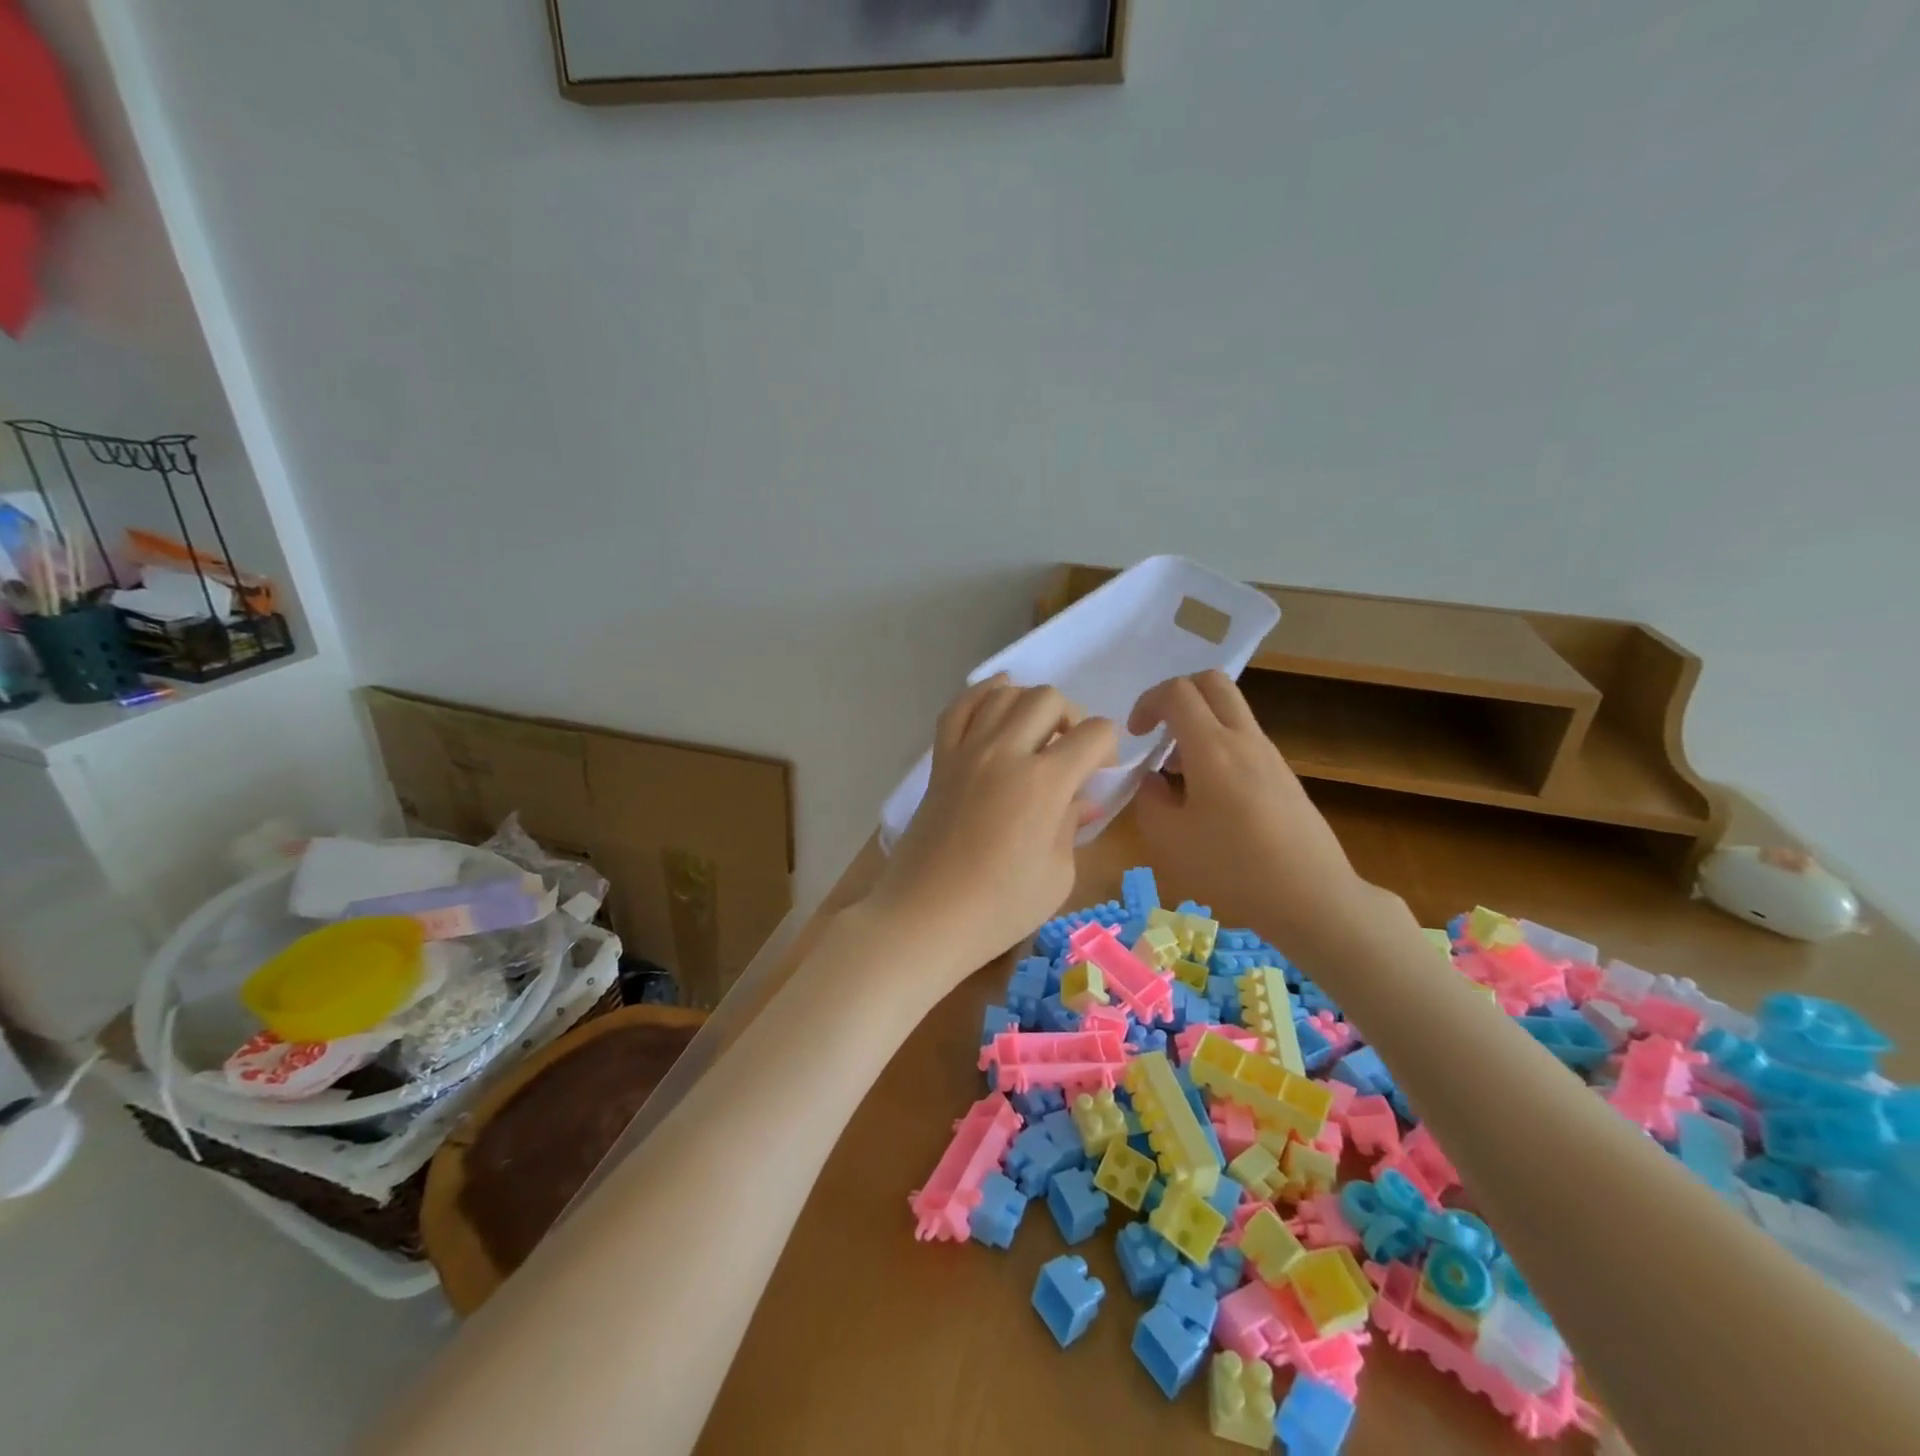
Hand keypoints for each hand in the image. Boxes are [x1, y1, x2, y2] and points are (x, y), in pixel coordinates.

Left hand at [868, 676, 1117, 983]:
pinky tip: (997, 700)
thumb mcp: (1057, 875)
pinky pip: (959, 708)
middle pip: (1048, 698)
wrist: (925, 917)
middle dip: (1072, 717)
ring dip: (1029, 704)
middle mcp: (1005, 752)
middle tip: (1069, 752)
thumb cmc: (998, 908)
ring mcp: (967, 752)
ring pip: (1004, 694)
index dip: (1108, 747)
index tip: (1101, 772)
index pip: (1093, 733)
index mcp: (1044, 782)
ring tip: (1035, 734)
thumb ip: (1071, 826)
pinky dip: (982, 695)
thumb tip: (1080, 800)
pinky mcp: (940, 760)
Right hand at [1128, 672, 1391, 964]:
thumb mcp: (1169, 839)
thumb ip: (1149, 799)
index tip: (1136, 736)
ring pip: (1230, 712)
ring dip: (1198, 724)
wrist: (1312, 897)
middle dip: (1177, 695)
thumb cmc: (1232, 868)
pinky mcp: (1284, 776)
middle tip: (1158, 731)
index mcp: (1212, 747)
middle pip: (1212, 682)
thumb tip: (1152, 779)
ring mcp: (1269, 755)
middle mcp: (1244, 739)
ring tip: (1178, 773)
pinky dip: (1217, 747)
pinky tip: (1209, 796)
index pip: (1177, 692)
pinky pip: (1244, 740)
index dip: (1147, 702)